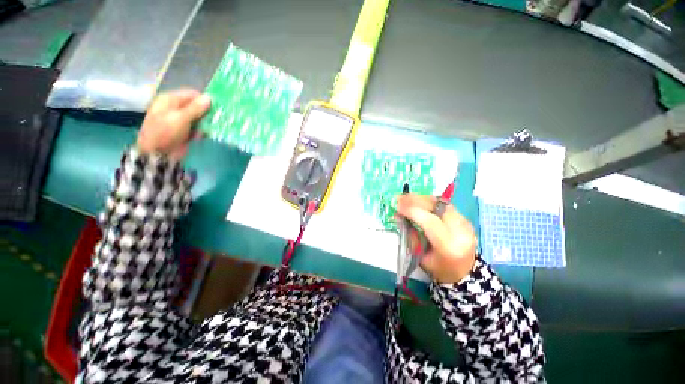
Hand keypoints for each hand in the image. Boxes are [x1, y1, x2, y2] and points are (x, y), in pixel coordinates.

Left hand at [137, 89, 210, 160]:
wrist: (158, 154)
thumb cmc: (166, 132)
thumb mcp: (181, 118)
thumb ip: (196, 108)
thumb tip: (209, 97)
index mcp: (170, 100)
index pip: (191, 94)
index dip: (204, 99)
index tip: (217, 107)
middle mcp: (175, 108)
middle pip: (196, 106)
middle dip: (207, 112)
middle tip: (220, 117)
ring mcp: (180, 121)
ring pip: (198, 118)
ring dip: (207, 122)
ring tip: (217, 126)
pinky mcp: (185, 132)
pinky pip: (198, 128)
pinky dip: (204, 131)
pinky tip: (209, 134)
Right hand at [396, 195, 476, 283]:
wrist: (465, 273)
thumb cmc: (439, 269)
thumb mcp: (420, 256)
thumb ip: (411, 235)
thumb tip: (400, 215)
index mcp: (448, 246)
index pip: (429, 222)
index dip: (411, 211)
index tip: (396, 205)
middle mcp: (460, 231)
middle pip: (436, 207)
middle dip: (415, 200)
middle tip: (399, 198)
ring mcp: (465, 223)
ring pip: (441, 202)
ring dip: (421, 198)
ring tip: (406, 197)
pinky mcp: (465, 219)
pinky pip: (444, 205)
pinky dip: (429, 201)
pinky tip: (418, 201)